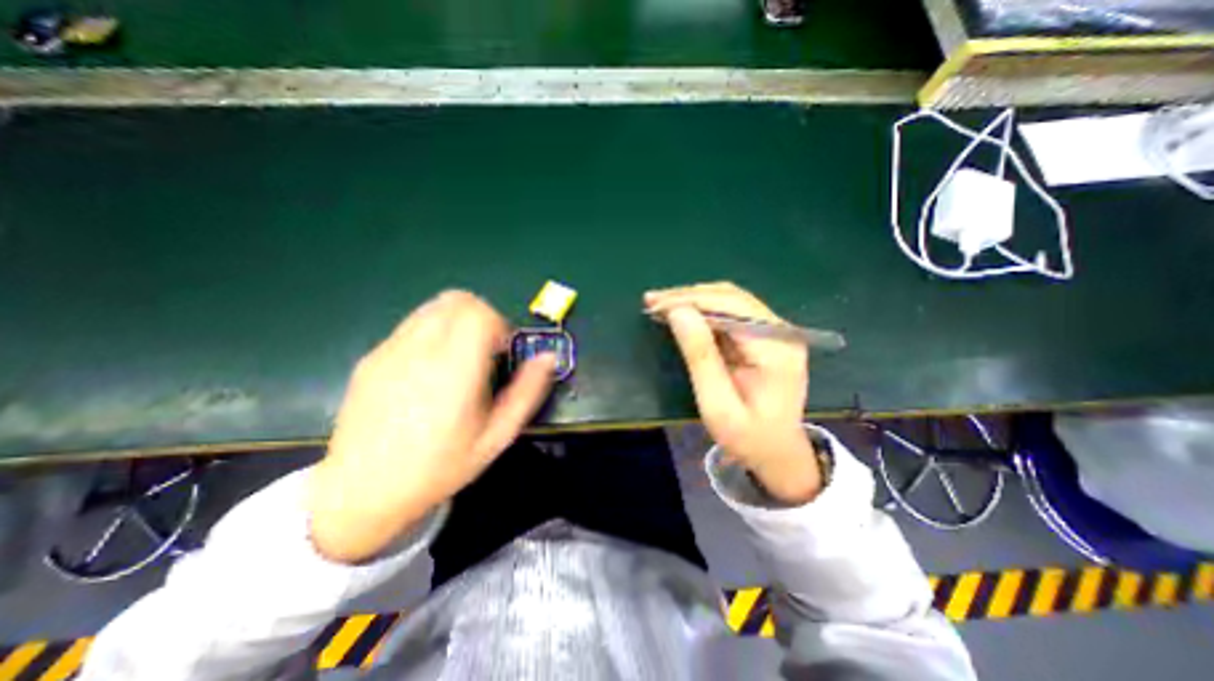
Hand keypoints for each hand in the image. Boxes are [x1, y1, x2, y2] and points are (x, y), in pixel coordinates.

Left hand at [312, 289, 558, 560]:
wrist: (362, 491)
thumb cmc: (440, 466)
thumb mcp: (497, 436)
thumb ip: (527, 392)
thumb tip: (548, 357)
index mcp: (453, 370)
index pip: (479, 313)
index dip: (500, 324)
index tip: (502, 351)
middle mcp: (419, 350)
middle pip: (457, 300)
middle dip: (482, 316)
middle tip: (486, 351)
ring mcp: (390, 350)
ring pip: (434, 307)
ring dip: (458, 321)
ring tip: (460, 358)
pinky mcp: (372, 356)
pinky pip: (413, 325)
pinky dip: (433, 332)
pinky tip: (430, 370)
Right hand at [645, 281, 824, 506]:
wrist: (777, 452)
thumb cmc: (747, 437)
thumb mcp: (717, 406)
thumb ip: (700, 357)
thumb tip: (678, 312)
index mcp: (776, 350)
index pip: (730, 307)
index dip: (690, 301)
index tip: (656, 305)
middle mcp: (781, 332)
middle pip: (731, 297)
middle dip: (688, 296)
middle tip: (652, 301)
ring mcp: (775, 331)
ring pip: (730, 299)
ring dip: (694, 300)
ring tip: (661, 304)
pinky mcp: (765, 335)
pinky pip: (731, 312)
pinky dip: (703, 310)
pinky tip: (682, 313)